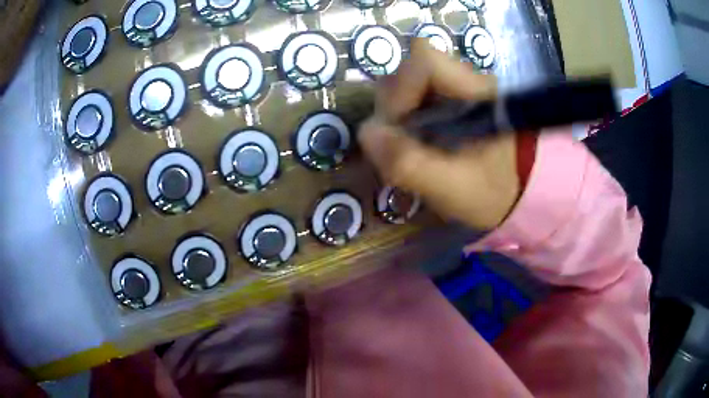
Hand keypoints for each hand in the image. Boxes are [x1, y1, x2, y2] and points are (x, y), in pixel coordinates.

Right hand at [358, 39, 520, 230]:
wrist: (520, 193)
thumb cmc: (494, 192)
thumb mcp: (453, 189)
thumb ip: (409, 164)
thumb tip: (367, 132)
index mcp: (475, 91)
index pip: (424, 59)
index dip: (401, 89)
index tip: (400, 127)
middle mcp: (465, 80)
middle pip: (409, 70)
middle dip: (394, 106)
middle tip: (403, 143)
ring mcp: (457, 88)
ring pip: (407, 83)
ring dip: (397, 115)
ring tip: (409, 146)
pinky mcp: (451, 100)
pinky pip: (413, 97)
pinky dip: (405, 120)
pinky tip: (416, 143)